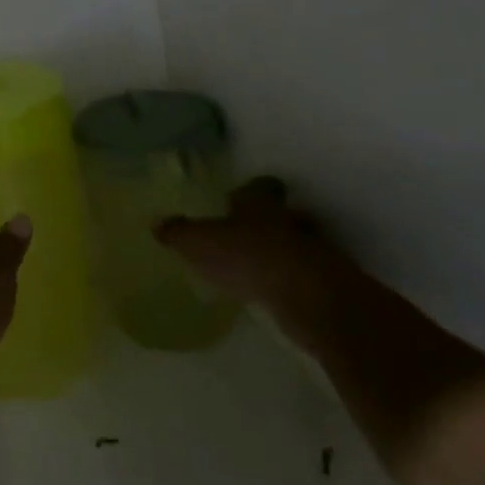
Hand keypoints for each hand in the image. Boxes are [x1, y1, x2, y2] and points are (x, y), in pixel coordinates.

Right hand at [153, 178, 356, 339]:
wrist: (309, 297)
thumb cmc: (248, 257)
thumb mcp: (198, 243)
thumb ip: (178, 233)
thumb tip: (157, 223)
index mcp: (260, 203)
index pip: (260, 186)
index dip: (250, 191)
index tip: (237, 199)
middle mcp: (290, 219)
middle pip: (282, 214)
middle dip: (267, 223)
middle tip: (245, 235)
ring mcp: (315, 251)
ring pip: (296, 244)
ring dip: (281, 254)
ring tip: (257, 269)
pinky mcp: (327, 283)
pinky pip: (305, 276)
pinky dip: (291, 282)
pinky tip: (273, 294)